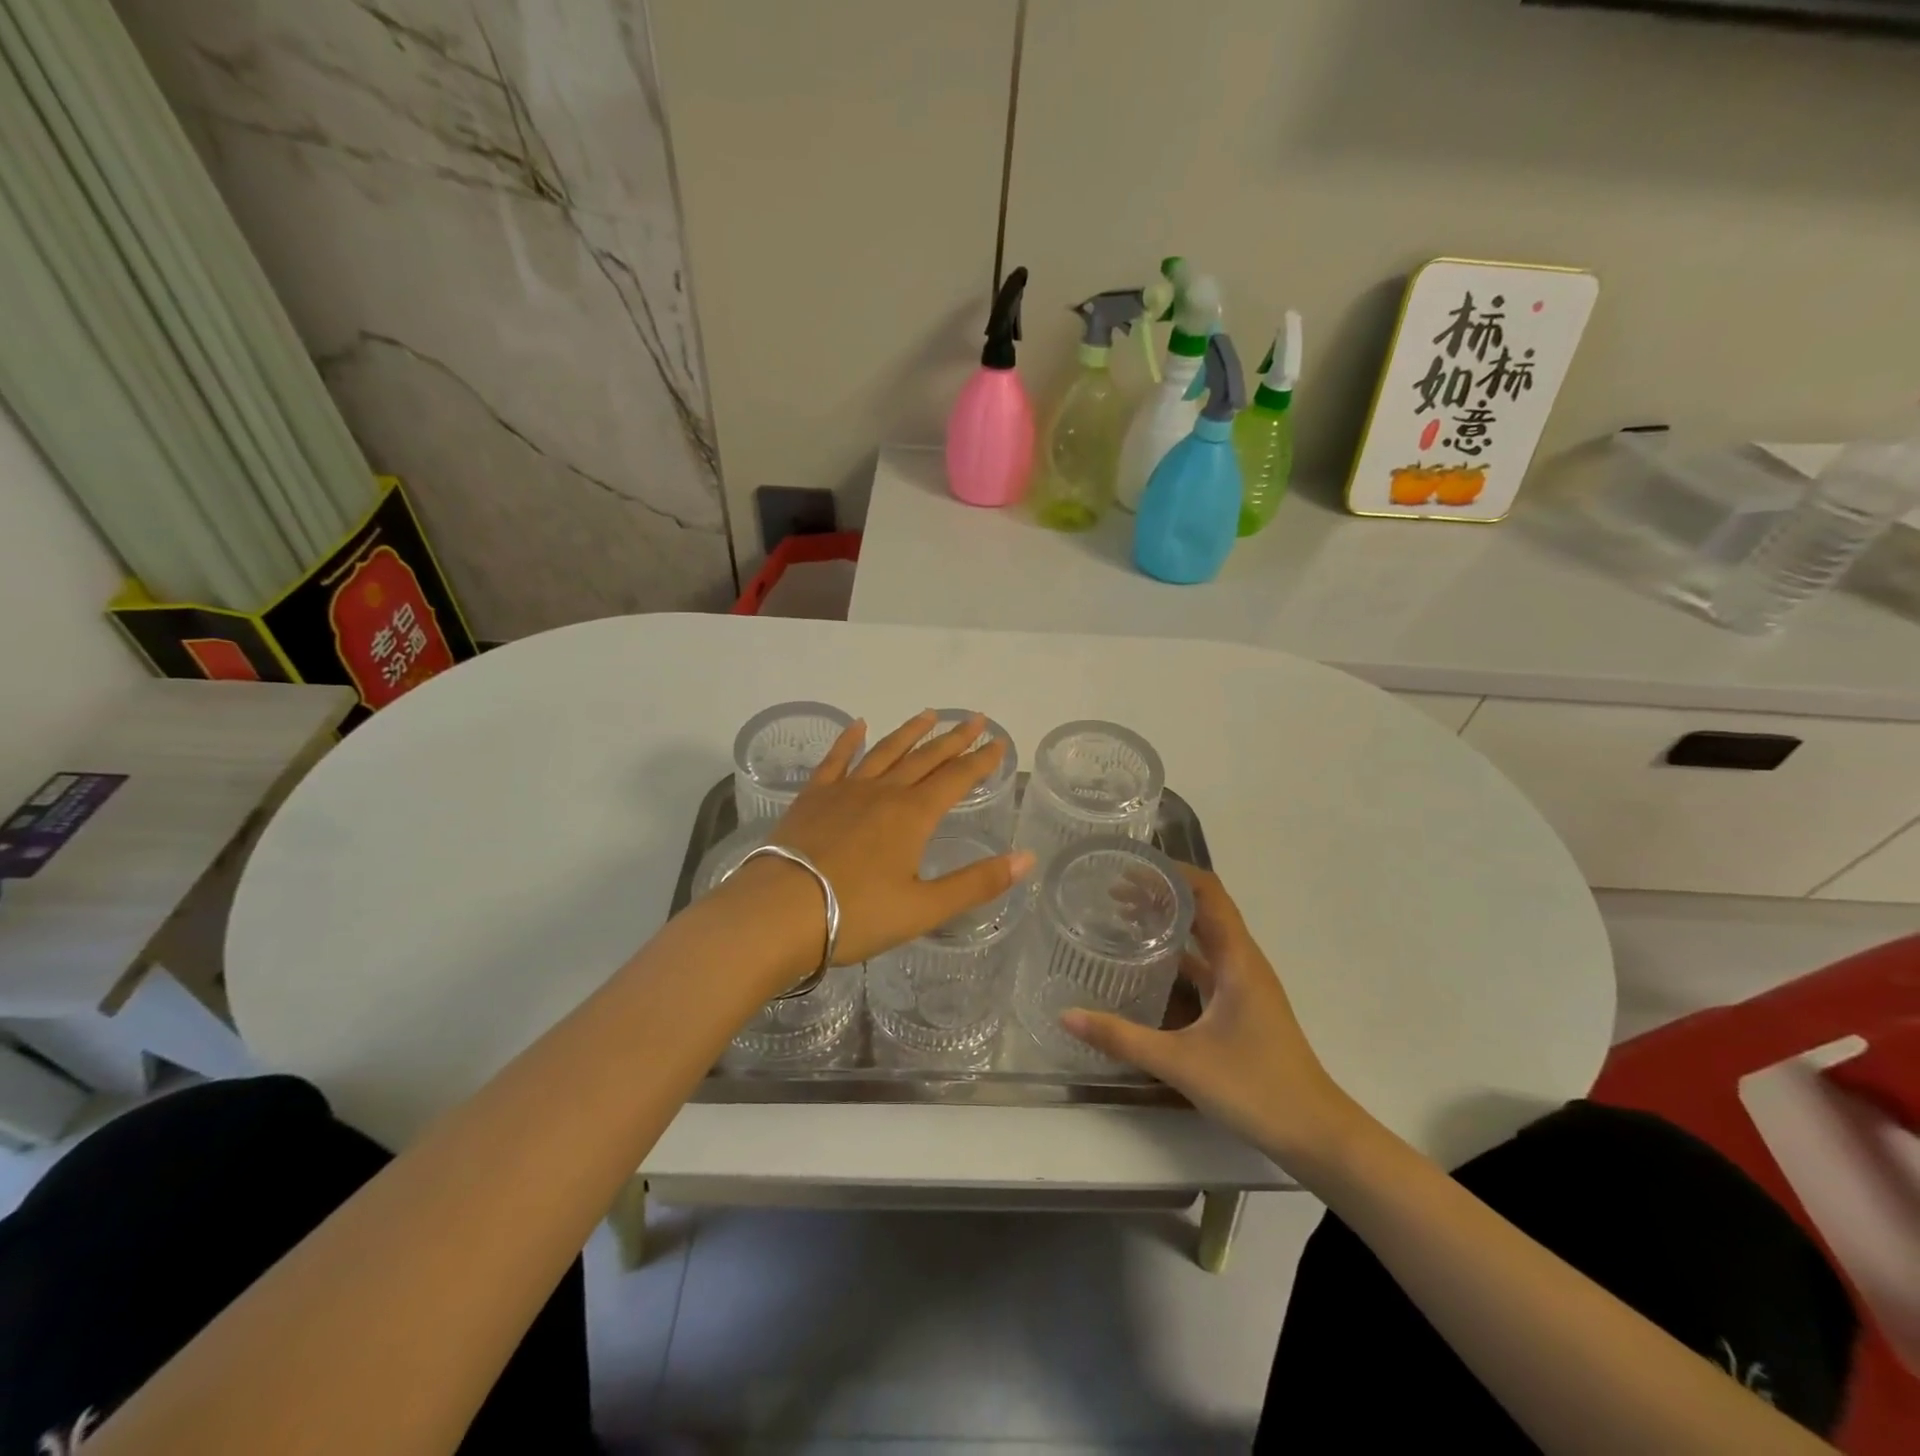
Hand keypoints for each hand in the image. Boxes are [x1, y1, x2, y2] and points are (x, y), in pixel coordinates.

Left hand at [720, 710, 1034, 969]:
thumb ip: (977, 882)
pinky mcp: (813, 797)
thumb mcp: (924, 908)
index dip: (980, 760)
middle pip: (925, 758)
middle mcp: (883, 792)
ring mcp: (845, 790)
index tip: (998, 742)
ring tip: (929, 714)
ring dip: (909, 732)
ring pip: (885, 751)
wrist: (780, 912)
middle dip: (953, 738)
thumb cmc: (856, 915)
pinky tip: (857, 725)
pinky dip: (849, 740)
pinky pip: (835, 760)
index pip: (956, 778)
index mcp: (913, 815)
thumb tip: (1027, 858)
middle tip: (974, 718)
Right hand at [1062, 867, 1364, 1172]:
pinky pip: (1205, 964)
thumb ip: (1122, 1038)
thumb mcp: (1181, 1062)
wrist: (1317, 1135)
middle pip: (1203, 908)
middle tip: (1111, 890)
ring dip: (1168, 921)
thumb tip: (1065, 1016)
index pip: (1207, 892)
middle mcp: (1242, 961)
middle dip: (1160, 892)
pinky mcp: (1241, 1005)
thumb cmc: (1256, 1088)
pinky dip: (1177, 954)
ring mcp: (1244, 984)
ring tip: (1122, 916)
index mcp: (1237, 959)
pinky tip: (1147, 966)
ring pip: (1204, 936)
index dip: (1171, 871)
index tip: (1130, 865)